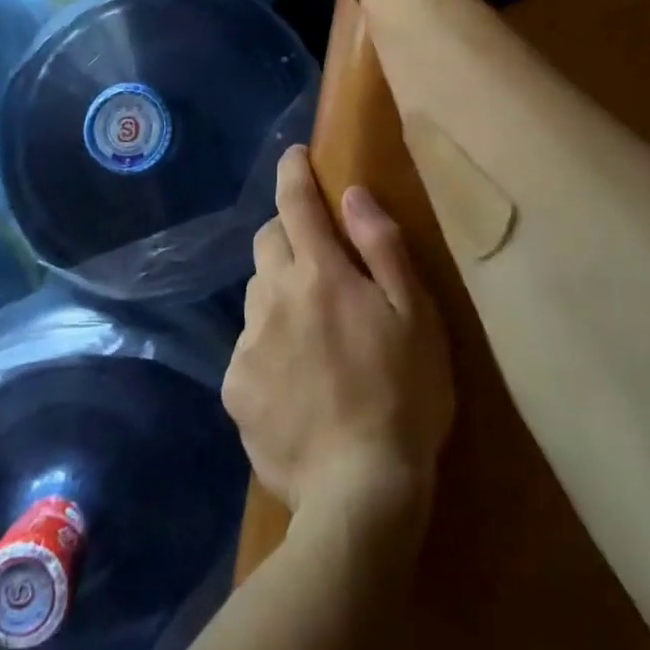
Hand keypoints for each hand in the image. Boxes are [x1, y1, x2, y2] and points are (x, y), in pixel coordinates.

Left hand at [224, 147, 453, 522]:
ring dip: (279, 291)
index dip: (294, 172)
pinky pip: (249, 345)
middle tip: (317, 259)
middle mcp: (274, 296)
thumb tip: (352, 194)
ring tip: (311, 330)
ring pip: (257, 292)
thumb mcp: (415, 315)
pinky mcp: (235, 386)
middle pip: (267, 240)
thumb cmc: (404, 396)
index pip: (297, 202)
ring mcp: (249, 342)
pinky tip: (296, 381)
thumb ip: (382, 246)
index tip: (294, 155)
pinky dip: (269, 345)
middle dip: (287, 234)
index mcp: (320, 273)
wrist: (360, 494)